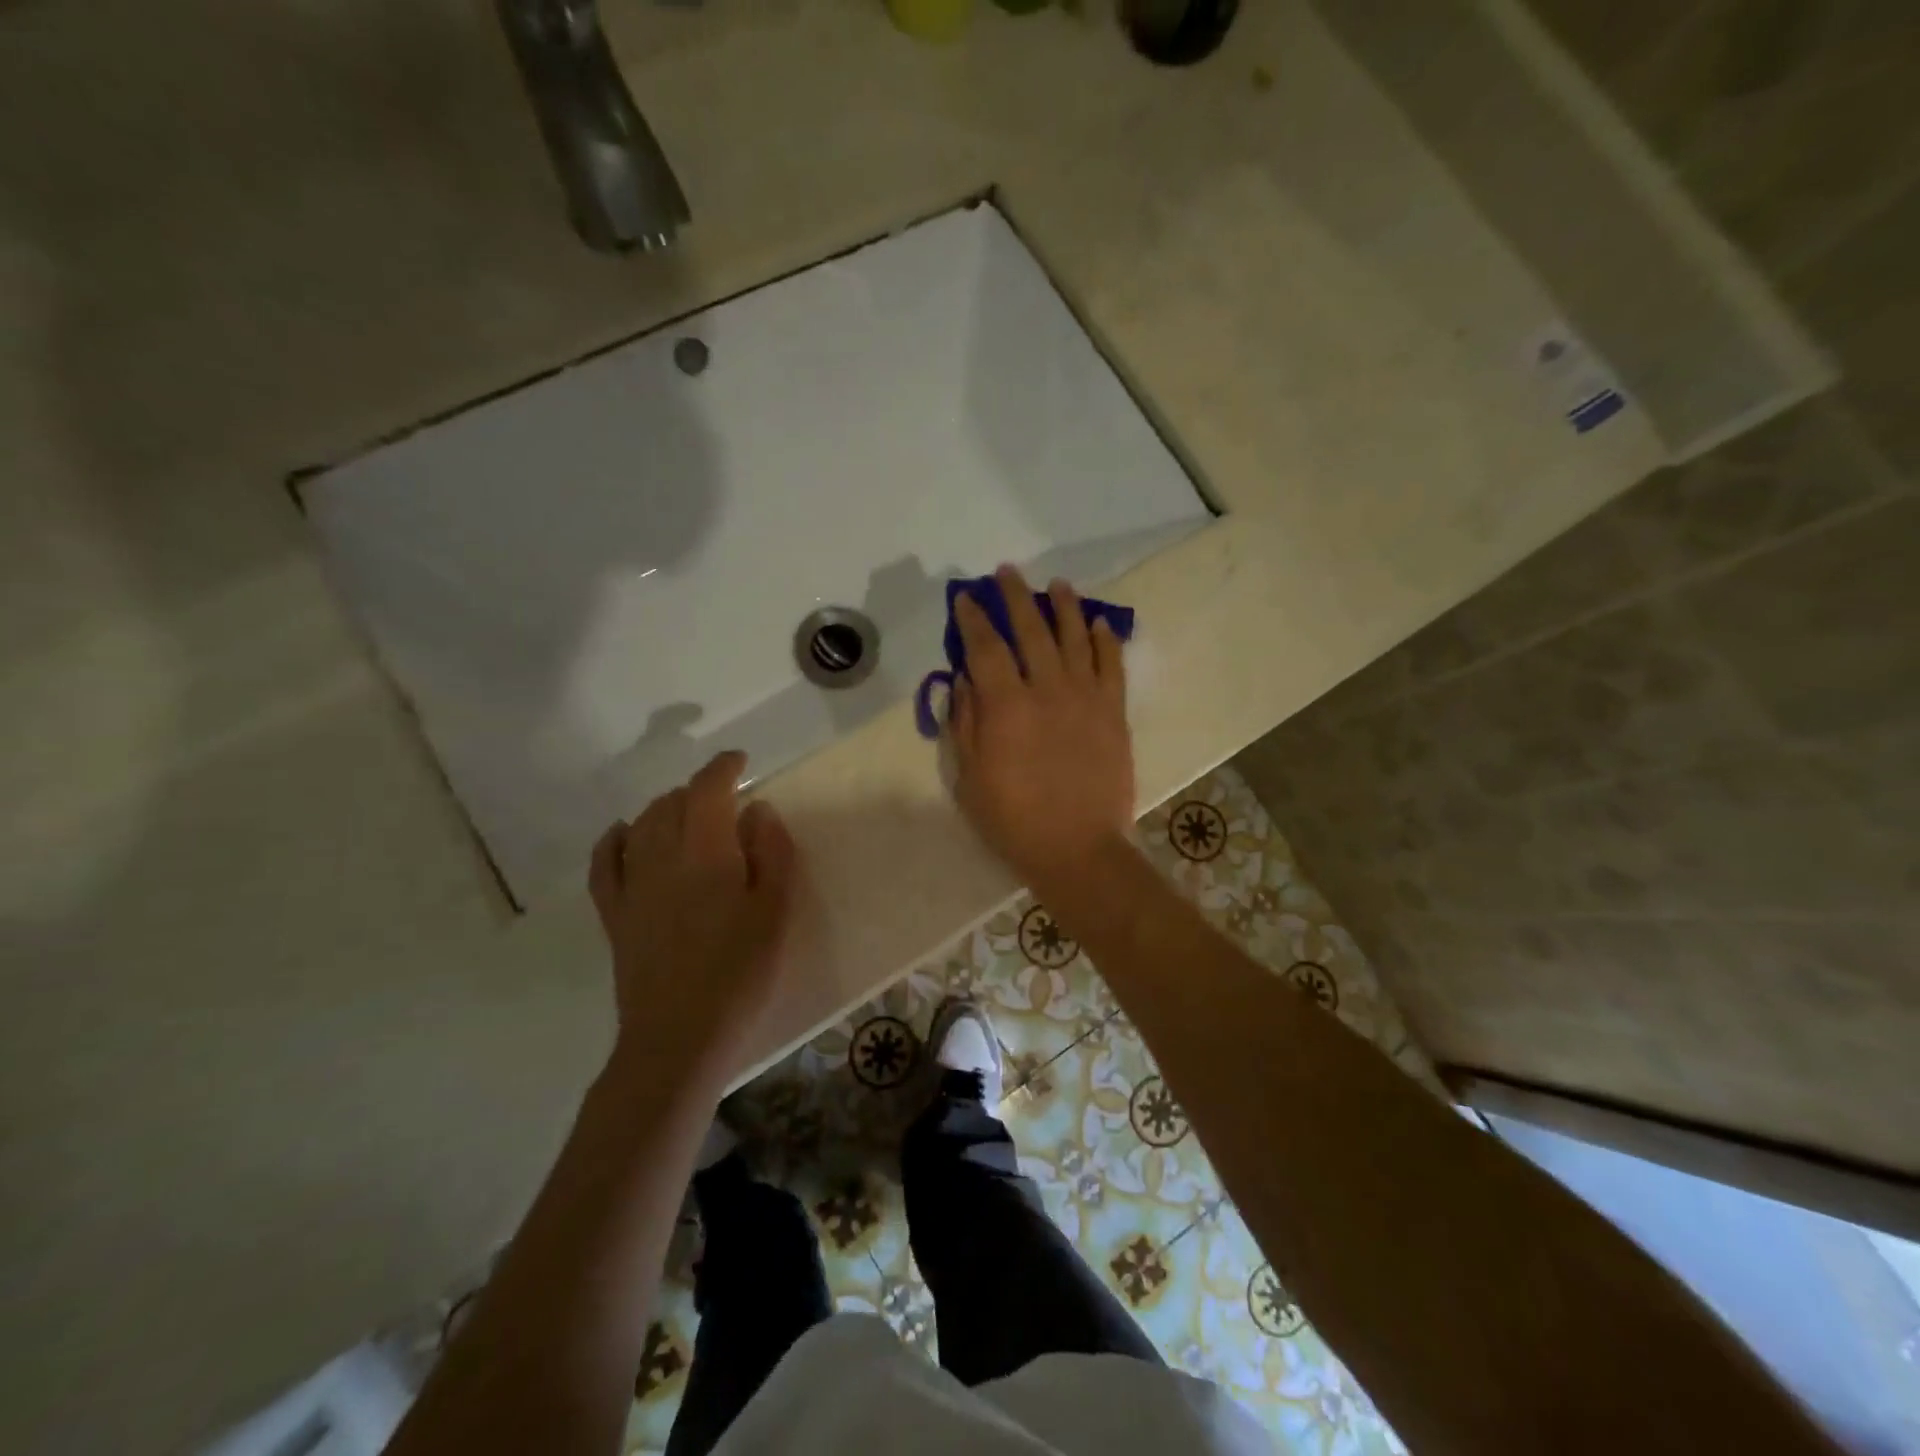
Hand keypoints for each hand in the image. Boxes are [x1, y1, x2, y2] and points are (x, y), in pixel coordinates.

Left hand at [588, 750, 796, 1089]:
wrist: (680, 1036)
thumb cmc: (740, 972)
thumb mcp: (777, 909)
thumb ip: (772, 852)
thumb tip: (757, 810)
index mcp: (705, 852)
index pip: (707, 789)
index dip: (724, 768)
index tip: (741, 762)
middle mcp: (660, 857)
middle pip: (672, 802)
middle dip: (699, 791)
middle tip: (726, 801)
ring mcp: (631, 885)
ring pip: (641, 824)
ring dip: (665, 808)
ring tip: (688, 815)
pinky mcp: (614, 914)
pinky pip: (605, 862)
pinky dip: (615, 839)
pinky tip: (625, 834)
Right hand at [949, 565, 1135, 893]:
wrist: (1078, 848)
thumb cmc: (1013, 819)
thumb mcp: (969, 777)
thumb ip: (965, 722)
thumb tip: (964, 678)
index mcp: (1006, 706)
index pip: (985, 647)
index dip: (973, 618)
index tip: (966, 597)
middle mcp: (1047, 689)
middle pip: (1030, 629)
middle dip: (1015, 597)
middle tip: (1007, 573)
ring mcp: (1086, 698)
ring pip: (1075, 637)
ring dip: (1064, 606)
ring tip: (1057, 584)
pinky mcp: (1114, 712)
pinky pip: (1112, 665)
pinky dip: (1105, 640)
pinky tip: (1097, 623)